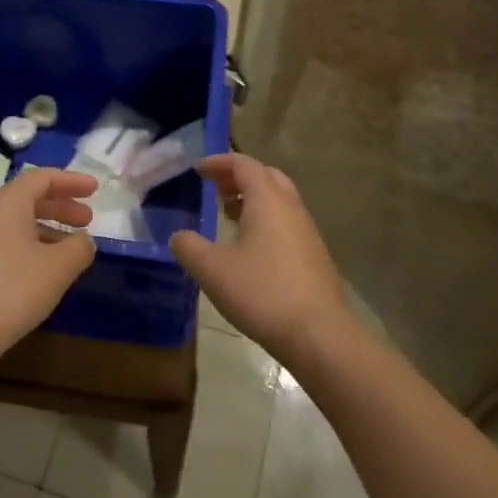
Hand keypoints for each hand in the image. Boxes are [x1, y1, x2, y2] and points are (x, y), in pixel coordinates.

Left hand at [0, 167, 98, 360]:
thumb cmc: (13, 289)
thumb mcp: (58, 267)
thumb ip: (79, 248)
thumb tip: (84, 241)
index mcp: (7, 202)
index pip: (42, 178)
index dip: (72, 182)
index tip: (95, 190)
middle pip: (28, 199)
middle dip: (60, 208)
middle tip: (87, 221)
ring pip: (15, 225)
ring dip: (46, 231)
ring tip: (68, 252)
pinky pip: (2, 246)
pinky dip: (27, 249)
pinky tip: (39, 275)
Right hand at [169, 153, 352, 366]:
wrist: (319, 335)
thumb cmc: (263, 293)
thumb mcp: (213, 270)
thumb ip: (189, 248)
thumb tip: (178, 236)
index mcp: (268, 200)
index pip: (244, 164)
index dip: (220, 162)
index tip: (198, 170)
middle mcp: (291, 208)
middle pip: (266, 176)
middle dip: (239, 177)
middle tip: (215, 190)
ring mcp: (307, 232)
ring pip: (279, 201)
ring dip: (254, 200)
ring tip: (229, 216)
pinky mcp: (314, 257)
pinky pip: (287, 223)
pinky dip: (266, 221)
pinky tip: (251, 249)